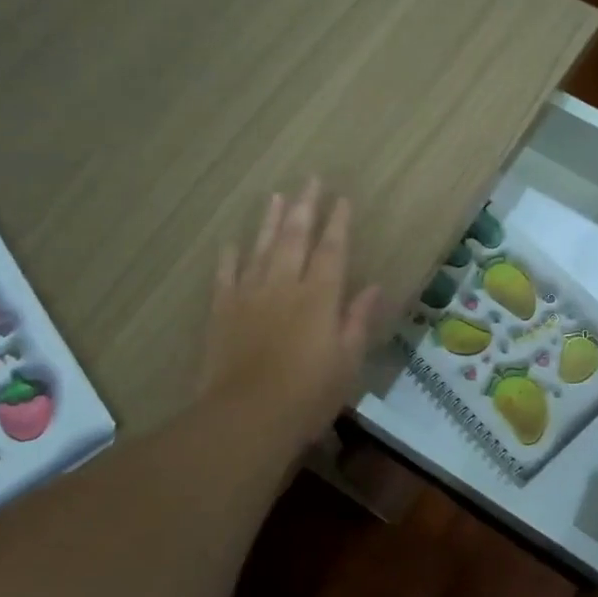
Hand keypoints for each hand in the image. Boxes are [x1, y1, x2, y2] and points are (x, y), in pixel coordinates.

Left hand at [202, 179, 381, 450]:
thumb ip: (358, 320)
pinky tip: (232, 243)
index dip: (338, 223)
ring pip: (261, 248)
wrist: (247, 416)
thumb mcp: (347, 362)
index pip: (333, 250)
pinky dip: (230, 256)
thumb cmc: (307, 395)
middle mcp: (285, 285)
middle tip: (309, 180)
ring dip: (269, 221)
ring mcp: (249, 295)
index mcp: (320, 297)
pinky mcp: (222, 311)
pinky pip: (226, 275)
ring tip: (275, 196)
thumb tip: (375, 286)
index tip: (342, 199)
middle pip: (295, 237)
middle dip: (304, 207)